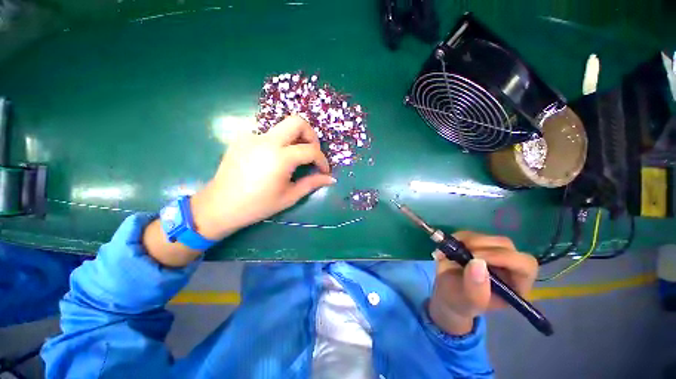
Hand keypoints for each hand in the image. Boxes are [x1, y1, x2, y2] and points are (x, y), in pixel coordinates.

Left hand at [191, 115, 334, 239]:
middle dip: (310, 135)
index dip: (322, 160)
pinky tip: (273, 159)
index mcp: (280, 157)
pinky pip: (267, 134)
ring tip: (294, 157)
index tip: (324, 170)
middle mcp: (267, 140)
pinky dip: (278, 143)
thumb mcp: (290, 196)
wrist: (221, 205)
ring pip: (281, 126)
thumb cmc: (258, 205)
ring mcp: (252, 136)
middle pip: (297, 121)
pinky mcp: (242, 138)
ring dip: (294, 138)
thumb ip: (312, 184)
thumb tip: (331, 179)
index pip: (311, 150)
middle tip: (311, 152)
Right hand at [428, 231, 537, 334]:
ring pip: (487, 237)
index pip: (524, 264)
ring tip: (449, 254)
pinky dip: (457, 239)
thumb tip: (477, 263)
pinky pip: (470, 234)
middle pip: (505, 245)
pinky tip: (448, 249)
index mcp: (516, 284)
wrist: (448, 292)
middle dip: (481, 246)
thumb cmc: (461, 302)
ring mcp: (492, 252)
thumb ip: (475, 289)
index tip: (475, 258)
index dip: (503, 257)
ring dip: (466, 242)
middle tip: (459, 252)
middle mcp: (508, 265)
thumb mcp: (467, 302)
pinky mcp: (476, 244)